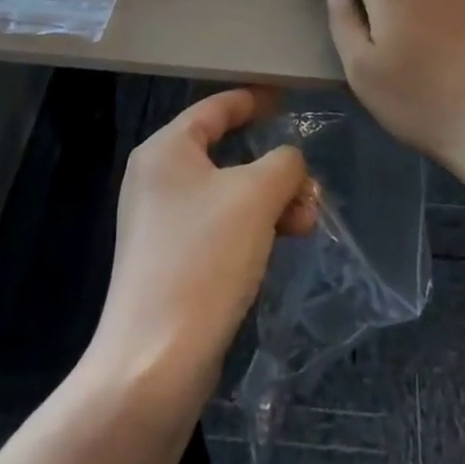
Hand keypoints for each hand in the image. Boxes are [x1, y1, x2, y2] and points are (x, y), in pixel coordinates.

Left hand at [88, 87, 316, 411]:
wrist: (155, 363)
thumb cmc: (203, 259)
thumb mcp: (256, 196)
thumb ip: (283, 163)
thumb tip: (290, 164)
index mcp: (166, 150)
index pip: (216, 107)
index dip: (254, 99)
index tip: (286, 99)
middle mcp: (156, 179)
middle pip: (226, 154)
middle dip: (274, 169)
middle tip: (309, 188)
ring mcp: (160, 224)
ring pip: (228, 194)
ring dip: (270, 202)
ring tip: (306, 224)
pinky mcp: (169, 263)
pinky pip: (218, 227)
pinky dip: (252, 228)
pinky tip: (279, 247)